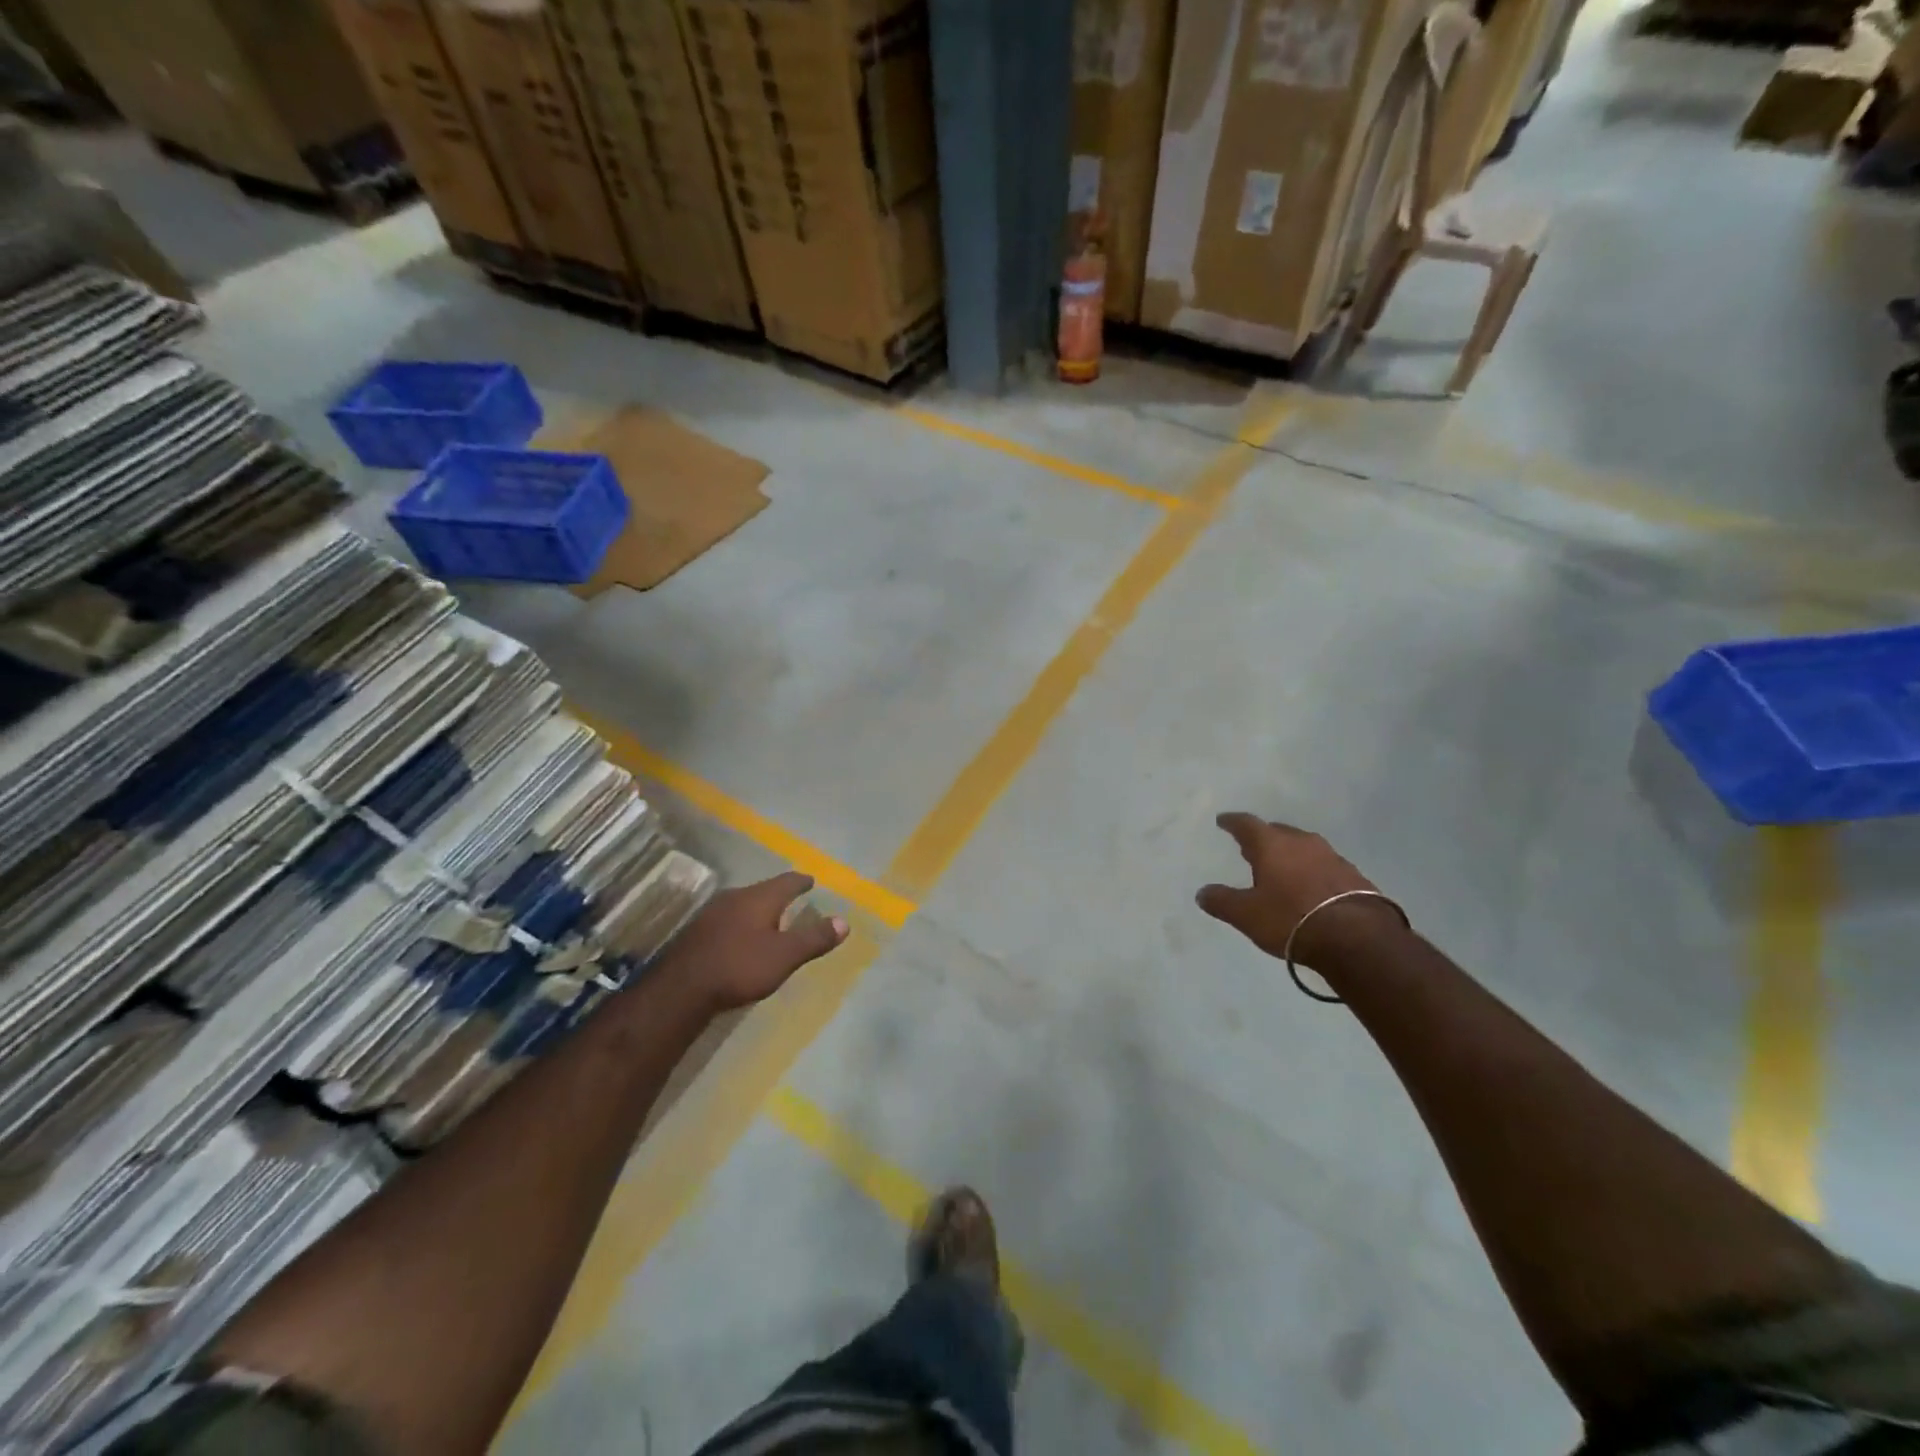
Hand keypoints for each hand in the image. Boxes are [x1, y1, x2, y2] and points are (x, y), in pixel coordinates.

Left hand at [658, 872, 848, 1012]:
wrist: (680, 989)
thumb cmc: (739, 967)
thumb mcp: (784, 956)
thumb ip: (814, 938)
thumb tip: (844, 922)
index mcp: (759, 897)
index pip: (787, 881)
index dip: (801, 881)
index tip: (811, 881)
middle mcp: (735, 897)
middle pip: (764, 890)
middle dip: (779, 895)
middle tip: (793, 902)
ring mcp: (712, 913)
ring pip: (743, 904)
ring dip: (758, 911)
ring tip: (770, 921)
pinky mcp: (697, 932)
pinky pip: (728, 920)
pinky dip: (741, 925)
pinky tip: (741, 939)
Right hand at [1196, 814, 1393, 968]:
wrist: (1357, 939)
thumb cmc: (1291, 919)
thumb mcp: (1247, 915)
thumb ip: (1222, 901)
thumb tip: (1202, 893)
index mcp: (1272, 845)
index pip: (1246, 824)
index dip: (1232, 822)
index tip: (1223, 821)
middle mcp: (1302, 842)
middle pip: (1278, 832)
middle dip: (1263, 838)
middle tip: (1251, 847)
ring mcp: (1332, 857)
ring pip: (1304, 848)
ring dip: (1291, 854)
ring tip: (1281, 867)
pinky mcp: (1355, 876)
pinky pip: (1325, 866)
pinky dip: (1313, 871)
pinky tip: (1311, 887)